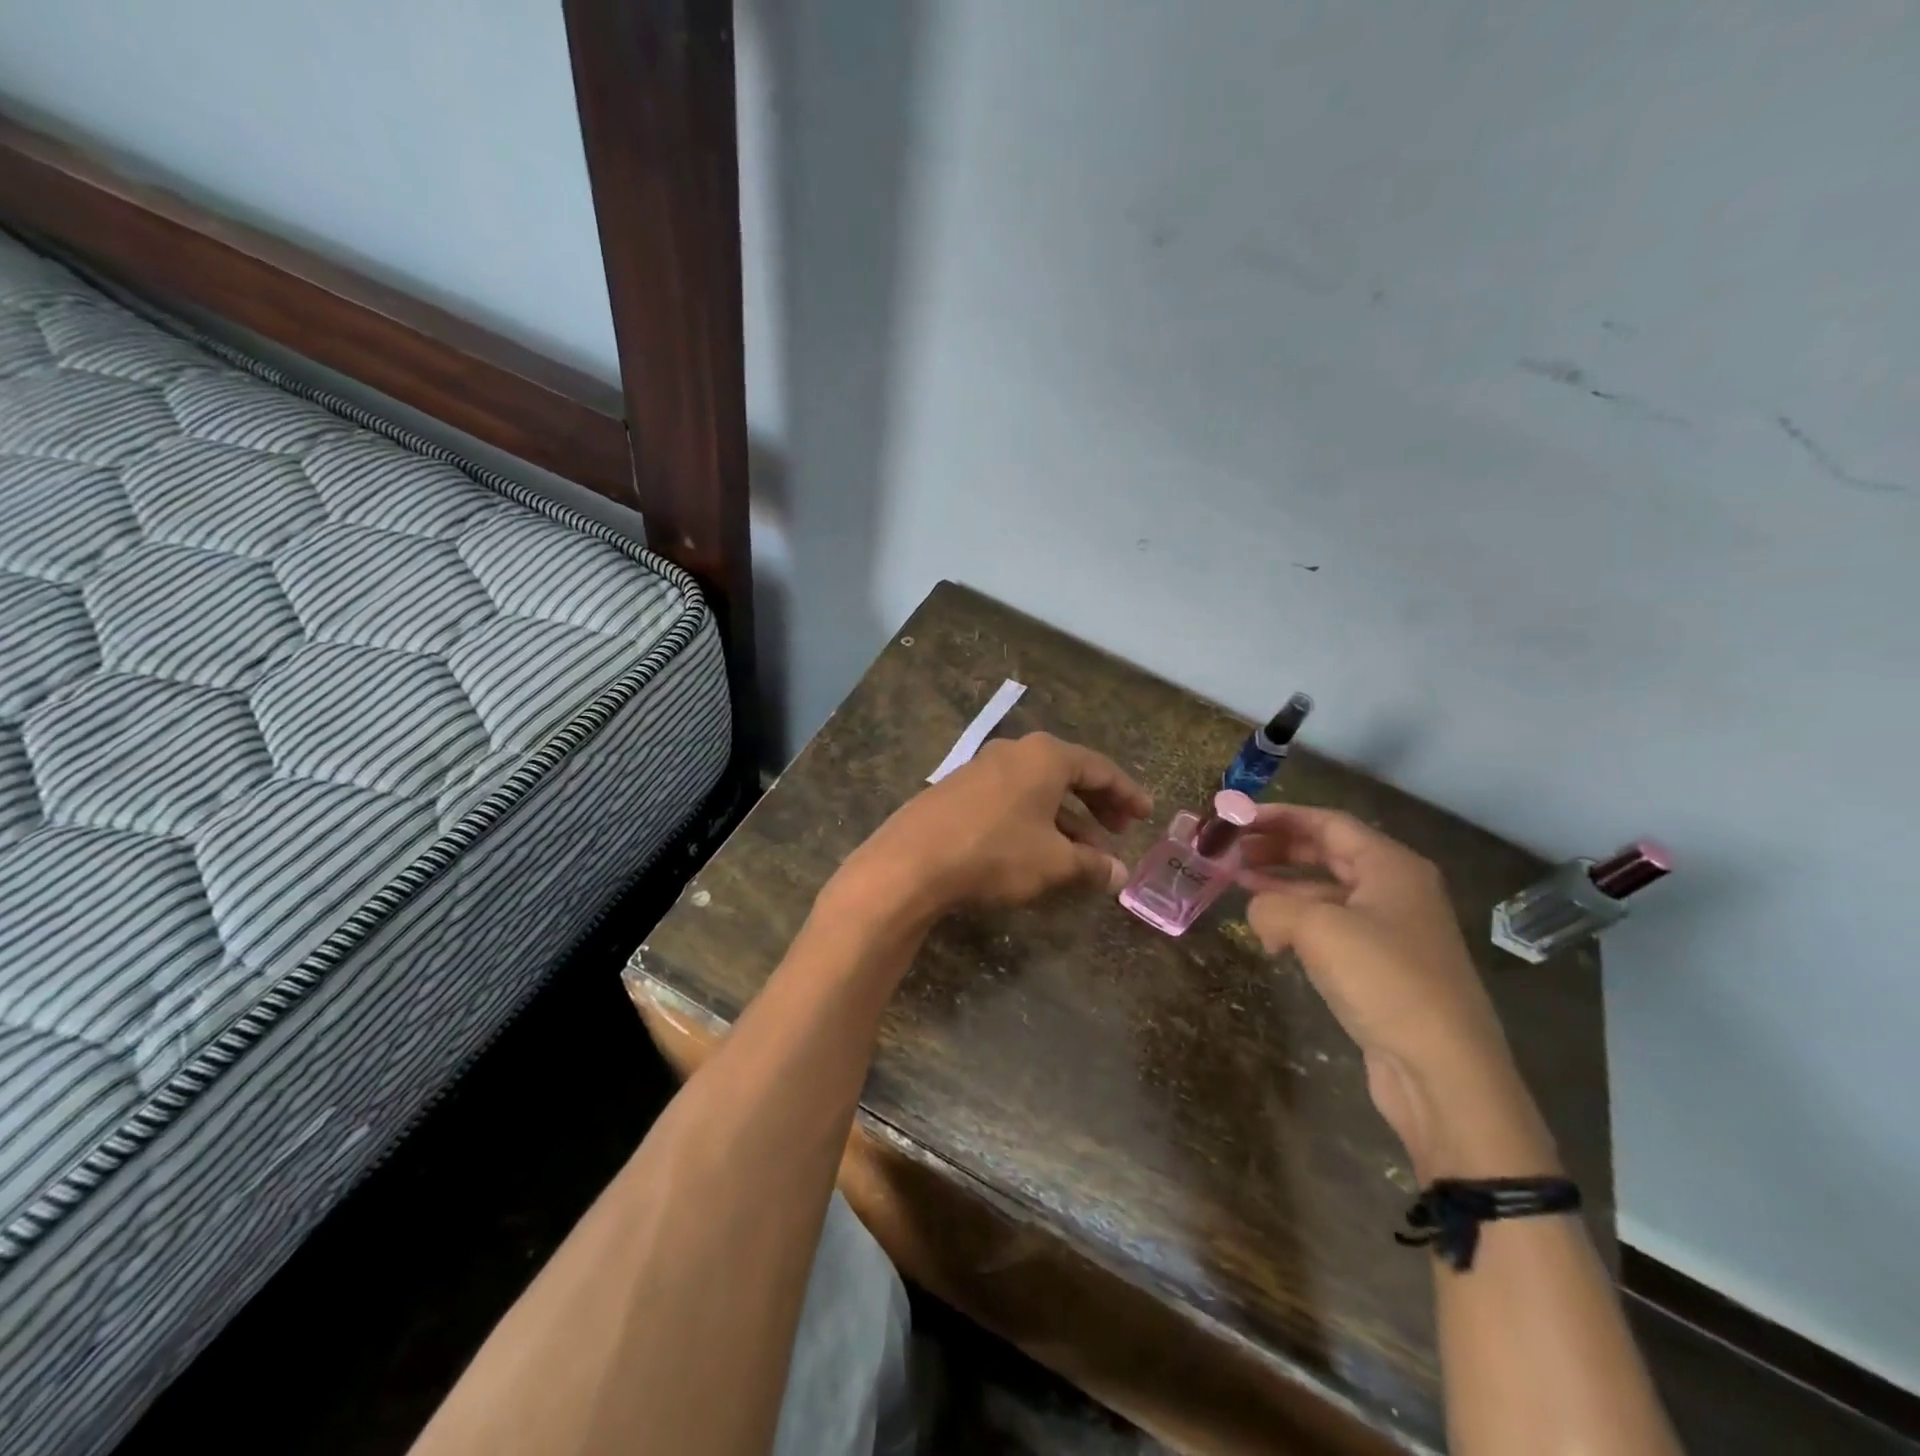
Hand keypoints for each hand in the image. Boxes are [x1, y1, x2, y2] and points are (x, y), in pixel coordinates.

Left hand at [830, 732, 1153, 920]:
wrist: (911, 862)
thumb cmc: (995, 852)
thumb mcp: (1053, 862)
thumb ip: (1091, 865)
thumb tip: (1120, 875)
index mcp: (1045, 756)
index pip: (1099, 769)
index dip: (1127, 793)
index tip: (1146, 814)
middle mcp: (1014, 752)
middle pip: (1069, 774)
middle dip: (1098, 803)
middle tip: (1120, 830)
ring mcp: (981, 769)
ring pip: (1038, 789)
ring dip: (1066, 817)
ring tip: (1086, 851)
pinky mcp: (958, 790)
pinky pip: (1011, 799)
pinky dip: (1035, 819)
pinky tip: (1039, 849)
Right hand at [1239, 805, 1554, 1177]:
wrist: (1443, 1072)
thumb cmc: (1384, 980)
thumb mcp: (1317, 928)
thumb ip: (1272, 905)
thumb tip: (1257, 911)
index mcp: (1391, 867)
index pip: (1328, 823)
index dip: (1280, 816)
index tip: (1237, 819)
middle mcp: (1396, 890)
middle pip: (1328, 853)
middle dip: (1278, 849)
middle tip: (1232, 851)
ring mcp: (1392, 931)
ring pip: (1327, 892)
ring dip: (1282, 885)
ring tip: (1237, 885)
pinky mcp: (1382, 968)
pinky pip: (1332, 928)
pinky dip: (1298, 922)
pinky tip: (1269, 934)